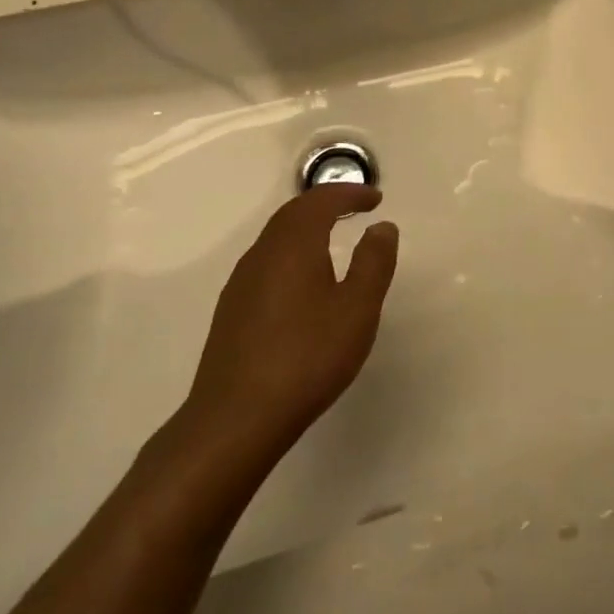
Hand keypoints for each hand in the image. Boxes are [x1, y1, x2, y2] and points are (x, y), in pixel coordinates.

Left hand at [178, 184, 398, 460]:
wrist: (235, 420)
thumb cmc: (306, 357)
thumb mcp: (357, 309)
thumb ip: (373, 262)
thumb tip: (382, 227)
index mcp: (293, 245)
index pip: (320, 201)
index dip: (349, 193)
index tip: (376, 199)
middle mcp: (262, 254)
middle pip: (293, 214)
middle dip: (326, 203)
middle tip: (357, 208)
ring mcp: (241, 283)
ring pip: (277, 238)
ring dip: (307, 227)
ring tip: (334, 237)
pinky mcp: (232, 311)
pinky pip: (267, 262)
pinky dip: (292, 253)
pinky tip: (304, 281)